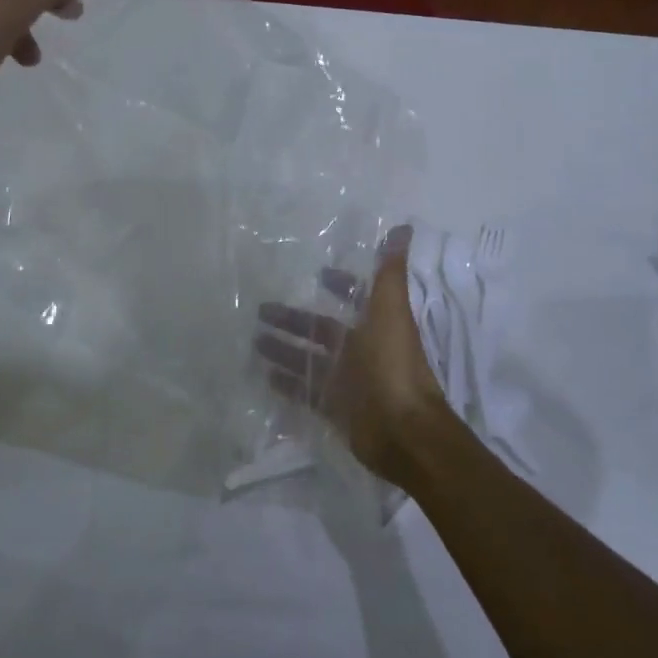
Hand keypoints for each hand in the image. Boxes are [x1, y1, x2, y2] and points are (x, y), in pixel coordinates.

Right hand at [256, 227, 455, 487]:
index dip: (338, 284)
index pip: (353, 298)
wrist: (403, 430)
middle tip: (261, 311)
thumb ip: (390, 271)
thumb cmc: (393, 364)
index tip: (315, 273)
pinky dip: (288, 384)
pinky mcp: (336, 409)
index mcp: (375, 325)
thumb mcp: (390, 310)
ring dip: (284, 350)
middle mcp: (361, 350)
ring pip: (309, 360)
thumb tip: (404, 227)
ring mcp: (347, 381)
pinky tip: (263, 375)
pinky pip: (306, 393)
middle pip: (321, 330)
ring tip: (253, 342)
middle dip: (294, 320)